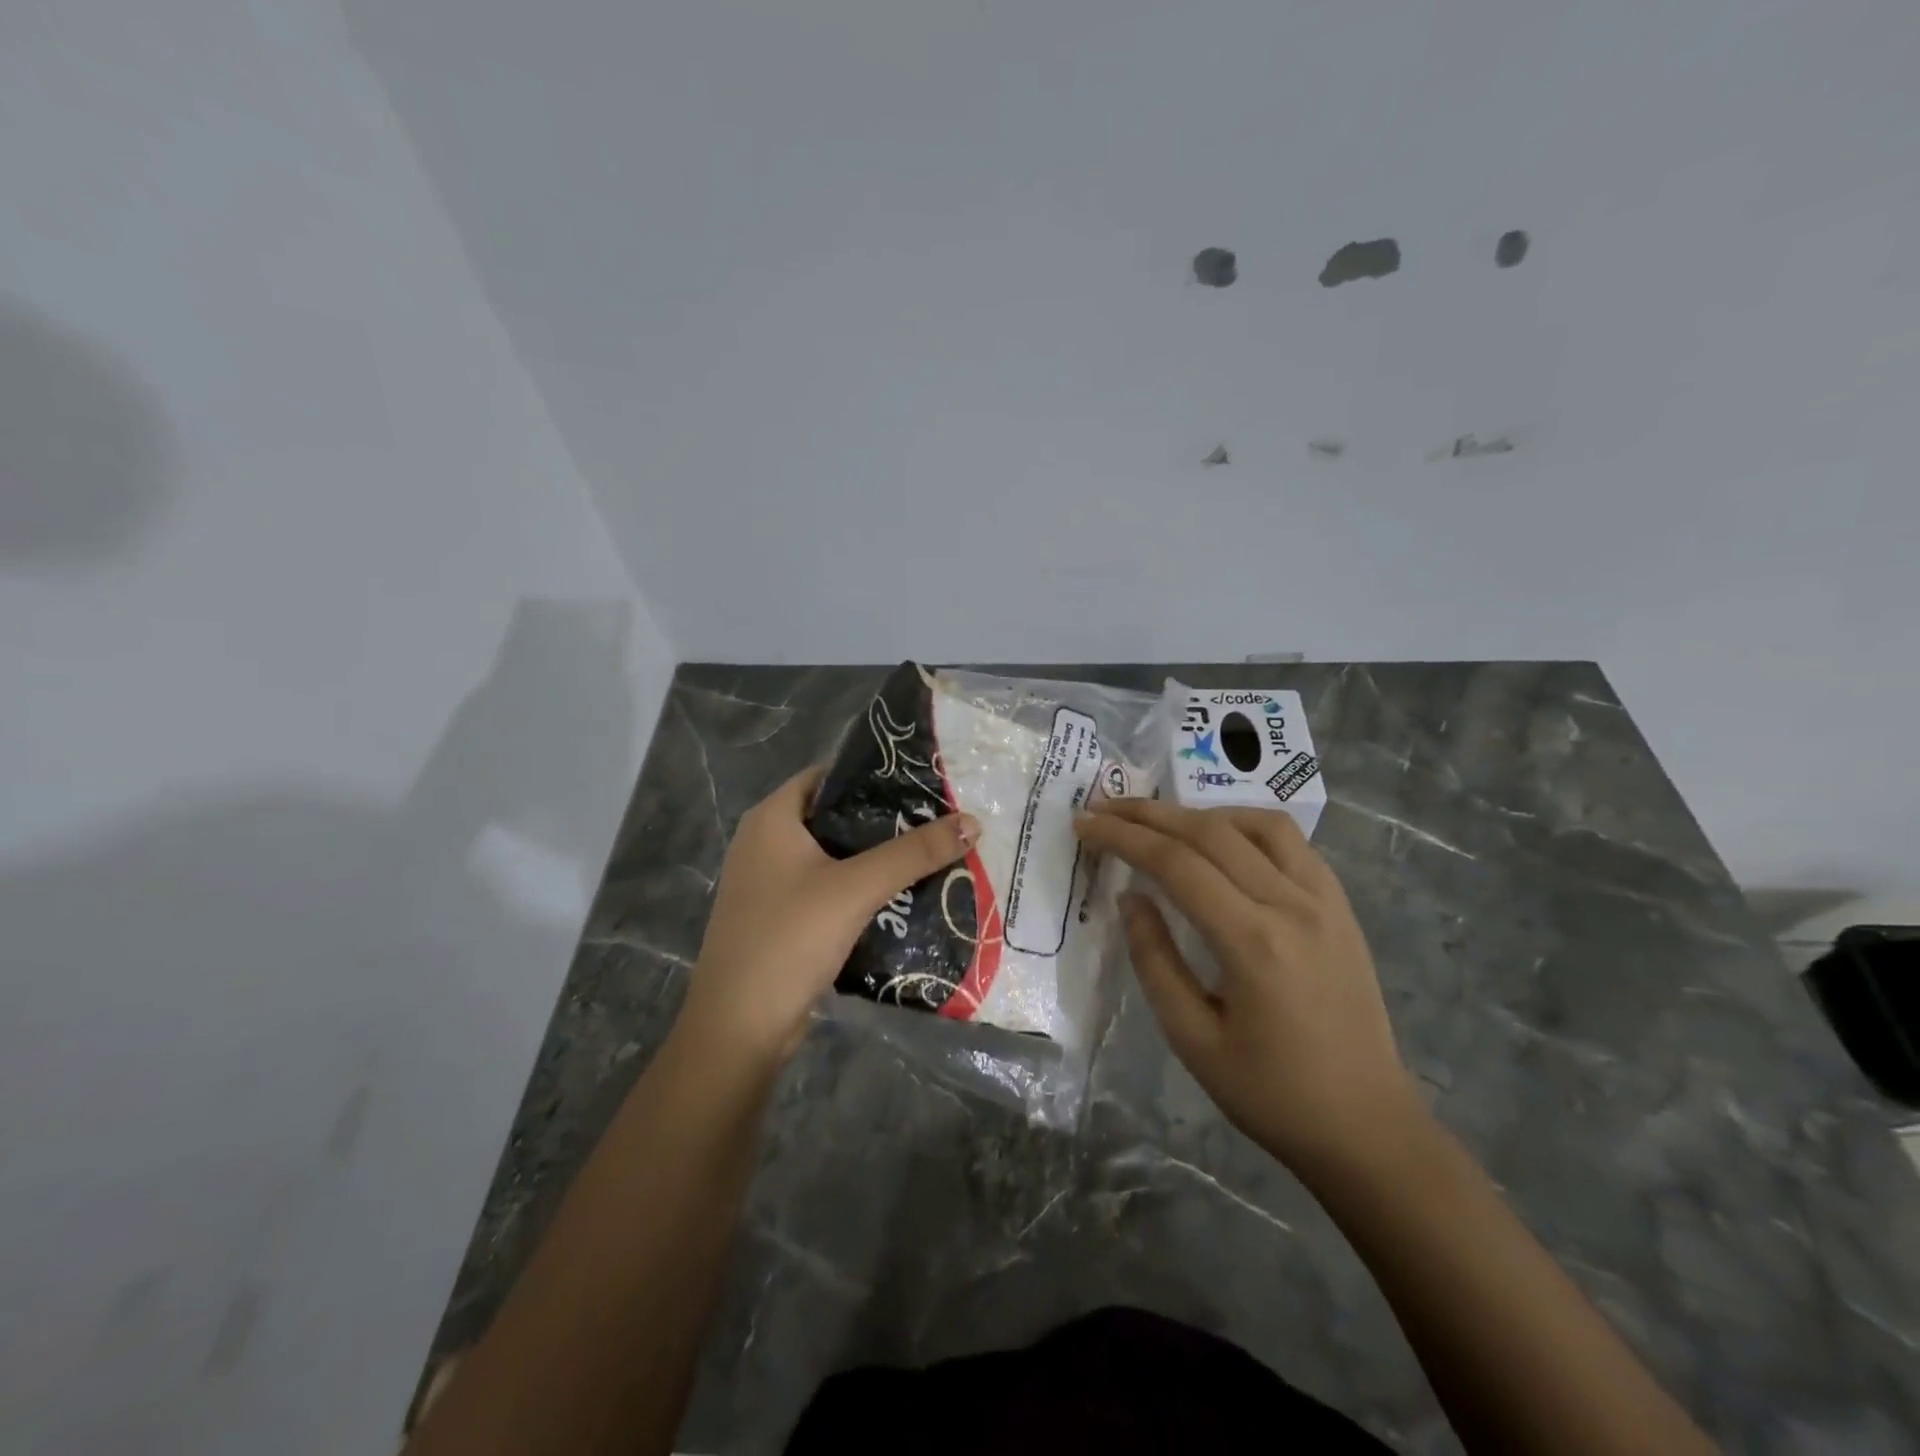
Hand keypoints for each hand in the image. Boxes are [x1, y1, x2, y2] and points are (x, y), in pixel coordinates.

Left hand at [680, 767, 979, 1064]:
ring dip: (876, 858)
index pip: (828, 775)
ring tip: (931, 853)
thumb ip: (914, 853)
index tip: (922, 782)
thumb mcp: (856, 888)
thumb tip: (972, 822)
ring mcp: (770, 884)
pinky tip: (902, 895)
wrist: (739, 1029)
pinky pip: (828, 889)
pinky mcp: (781, 919)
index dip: (873, 776)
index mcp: (771, 819)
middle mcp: (765, 843)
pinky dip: (861, 889)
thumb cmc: (789, 939)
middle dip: (884, 820)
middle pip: (835, 816)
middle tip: (937, 819)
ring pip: (834, 857)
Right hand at [1074, 798, 1424, 1178]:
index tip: (1084, 824)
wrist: (1368, 1128)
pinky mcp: (1342, 907)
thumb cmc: (1272, 1094)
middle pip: (1211, 831)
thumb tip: (1131, 898)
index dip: (1123, 837)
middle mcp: (1292, 905)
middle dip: (1149, 813)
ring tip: (1162, 822)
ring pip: (1258, 824)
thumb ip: (1155, 960)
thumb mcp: (1192, 1039)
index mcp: (1252, 942)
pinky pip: (1292, 843)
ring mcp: (1325, 901)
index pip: (1176, 864)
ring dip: (1201, 812)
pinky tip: (1222, 842)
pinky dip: (1247, 827)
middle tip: (1104, 807)